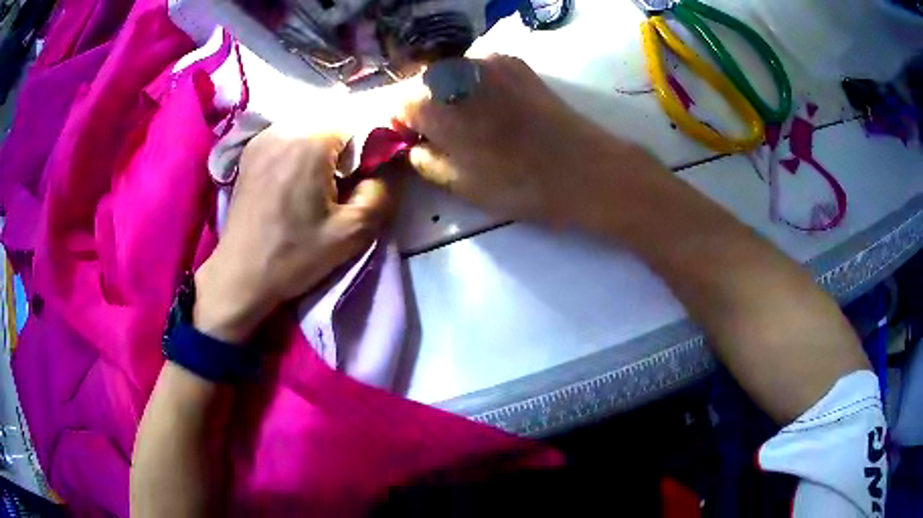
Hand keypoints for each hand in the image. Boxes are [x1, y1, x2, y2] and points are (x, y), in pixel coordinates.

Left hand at [193, 126, 395, 343]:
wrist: (241, 274)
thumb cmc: (294, 256)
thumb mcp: (353, 232)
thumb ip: (384, 190)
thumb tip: (394, 162)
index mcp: (309, 141)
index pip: (360, 117)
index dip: (373, 143)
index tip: (370, 175)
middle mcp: (284, 127)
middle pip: (335, 118)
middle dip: (350, 143)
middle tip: (348, 181)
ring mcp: (264, 136)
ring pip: (312, 124)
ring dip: (327, 144)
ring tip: (323, 181)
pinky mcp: (252, 149)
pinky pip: (290, 133)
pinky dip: (304, 146)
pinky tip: (300, 177)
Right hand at [397, 55, 644, 222]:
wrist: (583, 168)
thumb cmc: (517, 183)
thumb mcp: (457, 183)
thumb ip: (422, 159)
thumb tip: (413, 144)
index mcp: (433, 100)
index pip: (399, 104)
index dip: (405, 126)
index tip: (420, 143)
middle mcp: (456, 69)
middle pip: (424, 85)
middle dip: (427, 108)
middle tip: (447, 137)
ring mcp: (488, 60)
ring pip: (451, 75)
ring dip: (452, 96)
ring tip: (476, 124)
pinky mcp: (515, 62)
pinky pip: (479, 71)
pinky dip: (476, 87)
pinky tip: (497, 110)